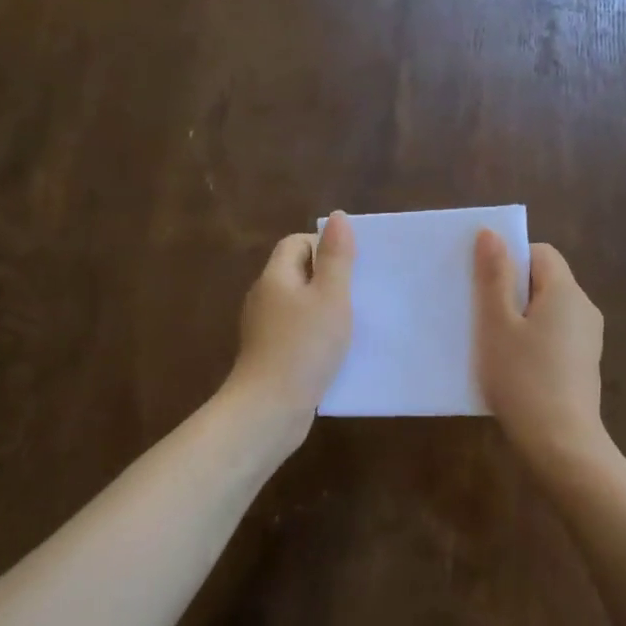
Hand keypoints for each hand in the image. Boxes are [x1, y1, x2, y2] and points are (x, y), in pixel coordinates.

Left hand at [227, 211, 355, 435]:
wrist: (270, 408)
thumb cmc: (304, 346)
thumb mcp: (330, 297)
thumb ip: (337, 257)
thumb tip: (337, 217)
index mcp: (275, 277)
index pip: (296, 243)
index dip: (324, 246)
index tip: (353, 265)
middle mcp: (264, 298)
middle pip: (298, 273)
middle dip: (329, 278)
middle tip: (360, 292)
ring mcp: (264, 329)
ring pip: (299, 305)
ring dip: (325, 309)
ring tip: (354, 321)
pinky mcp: (270, 356)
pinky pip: (297, 332)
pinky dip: (316, 334)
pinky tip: (336, 351)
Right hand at [473, 230, 605, 461]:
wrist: (561, 444)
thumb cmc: (522, 379)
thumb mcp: (497, 324)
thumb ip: (494, 277)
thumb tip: (492, 232)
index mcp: (566, 291)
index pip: (540, 252)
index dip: (510, 259)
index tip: (482, 284)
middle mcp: (584, 308)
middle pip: (545, 280)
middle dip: (511, 290)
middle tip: (479, 313)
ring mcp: (588, 338)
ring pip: (548, 310)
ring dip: (520, 317)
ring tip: (491, 342)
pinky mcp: (584, 364)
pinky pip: (555, 335)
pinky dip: (533, 340)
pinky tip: (513, 366)